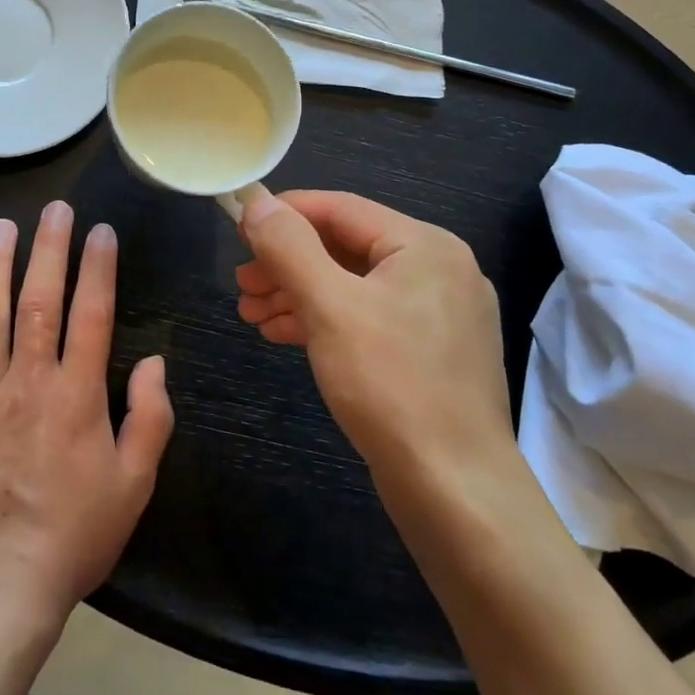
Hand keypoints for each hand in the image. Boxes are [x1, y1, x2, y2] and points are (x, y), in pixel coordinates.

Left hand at [0, 202, 173, 615]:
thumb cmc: (74, 534)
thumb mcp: (134, 483)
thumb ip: (151, 417)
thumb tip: (156, 361)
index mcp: (77, 394)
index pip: (91, 313)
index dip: (98, 267)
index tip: (101, 231)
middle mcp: (28, 380)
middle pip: (39, 300)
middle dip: (49, 249)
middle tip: (53, 209)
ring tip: (1, 227)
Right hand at [236, 191, 511, 477]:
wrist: (456, 493)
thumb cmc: (391, 385)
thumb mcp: (330, 307)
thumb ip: (290, 248)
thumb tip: (257, 202)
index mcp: (425, 245)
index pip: (341, 208)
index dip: (285, 213)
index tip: (238, 229)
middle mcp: (438, 269)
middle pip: (346, 247)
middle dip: (287, 263)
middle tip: (241, 284)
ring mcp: (439, 314)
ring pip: (353, 286)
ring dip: (298, 294)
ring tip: (250, 313)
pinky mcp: (430, 352)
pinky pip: (368, 318)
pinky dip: (324, 321)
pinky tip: (282, 333)